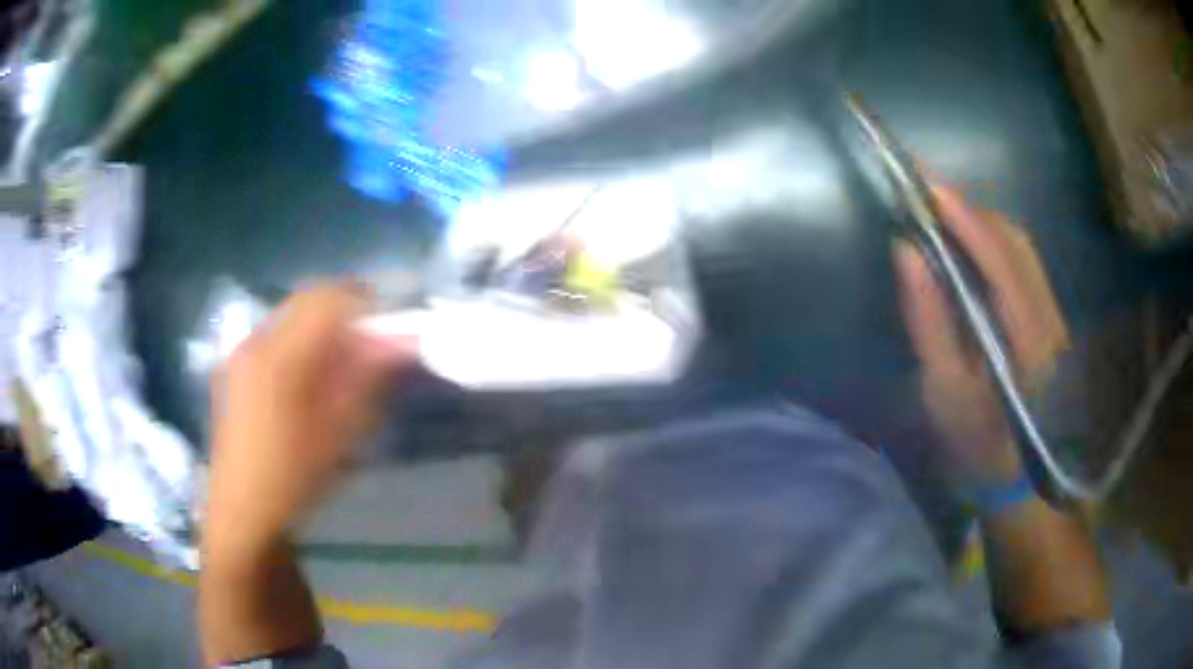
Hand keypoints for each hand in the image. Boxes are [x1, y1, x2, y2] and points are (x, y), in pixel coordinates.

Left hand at [204, 282, 417, 560]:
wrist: (242, 514)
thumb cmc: (292, 479)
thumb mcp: (338, 433)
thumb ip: (368, 379)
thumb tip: (402, 341)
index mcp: (278, 356)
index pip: (326, 299)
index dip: (364, 301)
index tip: (392, 321)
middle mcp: (254, 342)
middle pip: (306, 301)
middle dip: (344, 311)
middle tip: (372, 340)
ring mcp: (240, 355)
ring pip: (290, 318)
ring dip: (322, 328)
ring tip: (345, 362)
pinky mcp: (235, 371)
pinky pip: (275, 339)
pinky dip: (301, 344)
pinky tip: (311, 379)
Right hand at [893, 187, 1068, 482]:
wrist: (1018, 480)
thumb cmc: (977, 446)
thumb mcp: (944, 394)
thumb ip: (929, 321)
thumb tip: (907, 252)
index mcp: (1026, 340)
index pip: (999, 258)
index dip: (964, 215)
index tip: (926, 184)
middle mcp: (1048, 318)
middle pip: (1015, 241)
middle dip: (971, 209)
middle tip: (927, 195)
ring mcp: (1054, 316)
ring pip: (1022, 247)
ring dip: (983, 222)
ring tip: (944, 214)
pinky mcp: (1050, 319)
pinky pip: (1024, 263)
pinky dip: (995, 242)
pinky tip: (971, 246)